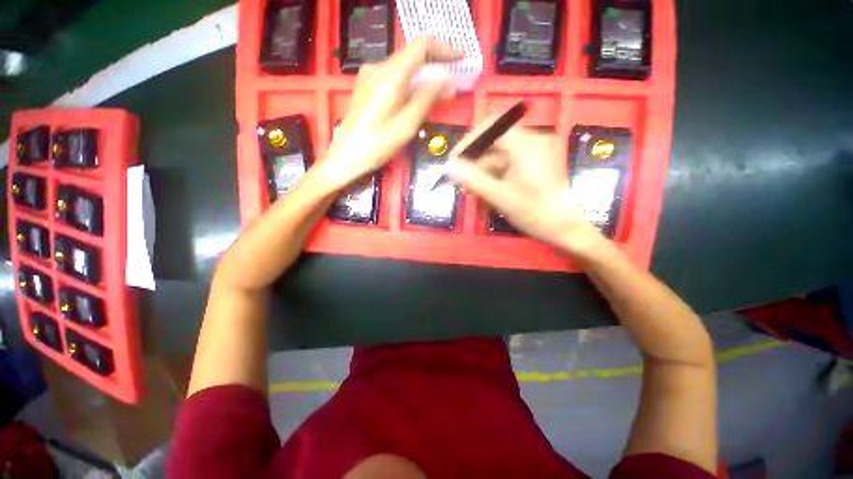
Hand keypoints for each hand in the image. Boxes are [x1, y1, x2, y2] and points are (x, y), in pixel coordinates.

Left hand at [322, 38, 461, 188]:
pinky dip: (410, 83)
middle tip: (452, 81)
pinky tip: (417, 98)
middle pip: (412, 56)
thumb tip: (448, 82)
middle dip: (435, 65)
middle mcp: (378, 68)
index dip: (444, 49)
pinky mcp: (367, 86)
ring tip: (438, 93)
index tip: (460, 59)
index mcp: (390, 75)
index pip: (421, 46)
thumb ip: (427, 99)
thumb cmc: (378, 144)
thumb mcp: (407, 124)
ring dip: (423, 75)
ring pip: (403, 67)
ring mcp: (370, 76)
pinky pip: (394, 77)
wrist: (347, 155)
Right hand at [446, 115, 605, 258]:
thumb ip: (472, 179)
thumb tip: (449, 166)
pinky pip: (508, 165)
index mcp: (527, 144)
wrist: (565, 230)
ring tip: (469, 191)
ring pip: (500, 157)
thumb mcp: (499, 196)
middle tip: (459, 182)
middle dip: (474, 163)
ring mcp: (535, 153)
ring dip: (482, 173)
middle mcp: (533, 142)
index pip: (491, 127)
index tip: (455, 160)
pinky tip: (484, 191)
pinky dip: (495, 177)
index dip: (469, 141)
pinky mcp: (535, 165)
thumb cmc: (534, 212)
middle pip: (494, 144)